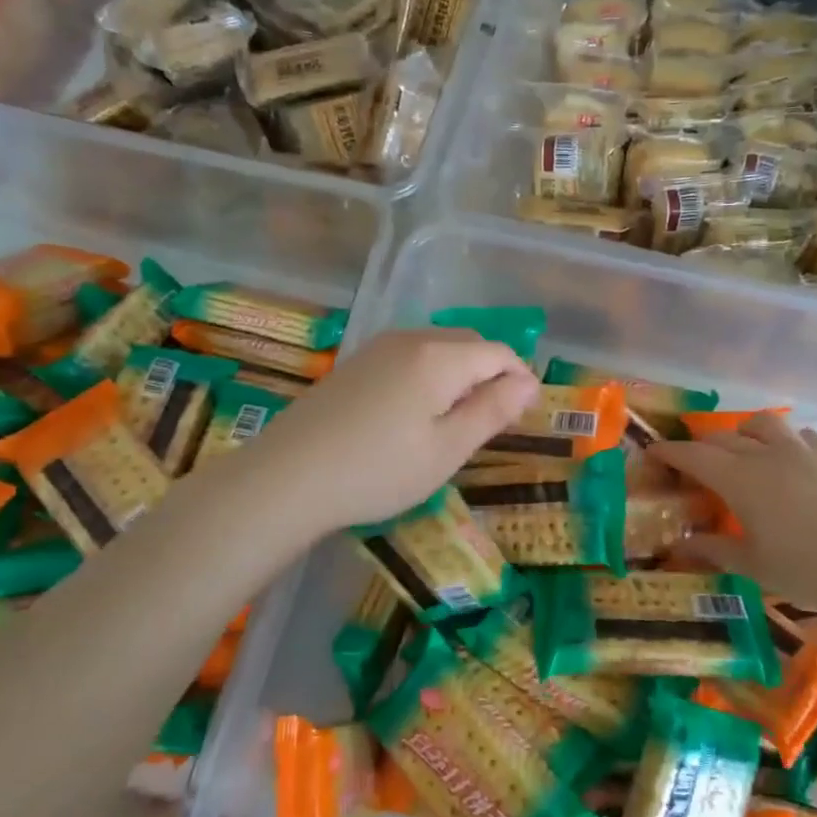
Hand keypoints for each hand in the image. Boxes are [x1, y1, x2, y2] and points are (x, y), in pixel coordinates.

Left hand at [252, 329, 538, 532]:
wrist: (287, 477)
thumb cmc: (379, 470)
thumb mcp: (447, 449)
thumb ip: (491, 411)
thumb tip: (528, 383)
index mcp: (440, 357)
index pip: (499, 353)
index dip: (520, 380)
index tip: (522, 418)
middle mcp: (411, 339)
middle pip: (469, 344)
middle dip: (490, 374)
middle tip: (490, 423)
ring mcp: (378, 348)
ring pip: (438, 349)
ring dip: (460, 375)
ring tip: (454, 422)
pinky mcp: (356, 364)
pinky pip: (410, 357)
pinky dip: (429, 377)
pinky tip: (414, 415)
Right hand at [652, 413, 816, 616]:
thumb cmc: (806, 569)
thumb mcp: (752, 566)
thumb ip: (712, 549)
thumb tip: (677, 546)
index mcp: (740, 479)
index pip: (694, 455)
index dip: (669, 451)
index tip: (653, 452)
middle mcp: (767, 455)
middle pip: (723, 437)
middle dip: (701, 446)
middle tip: (692, 465)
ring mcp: (803, 453)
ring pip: (764, 423)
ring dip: (744, 432)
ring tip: (742, 452)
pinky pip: (801, 436)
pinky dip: (784, 442)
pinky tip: (789, 462)